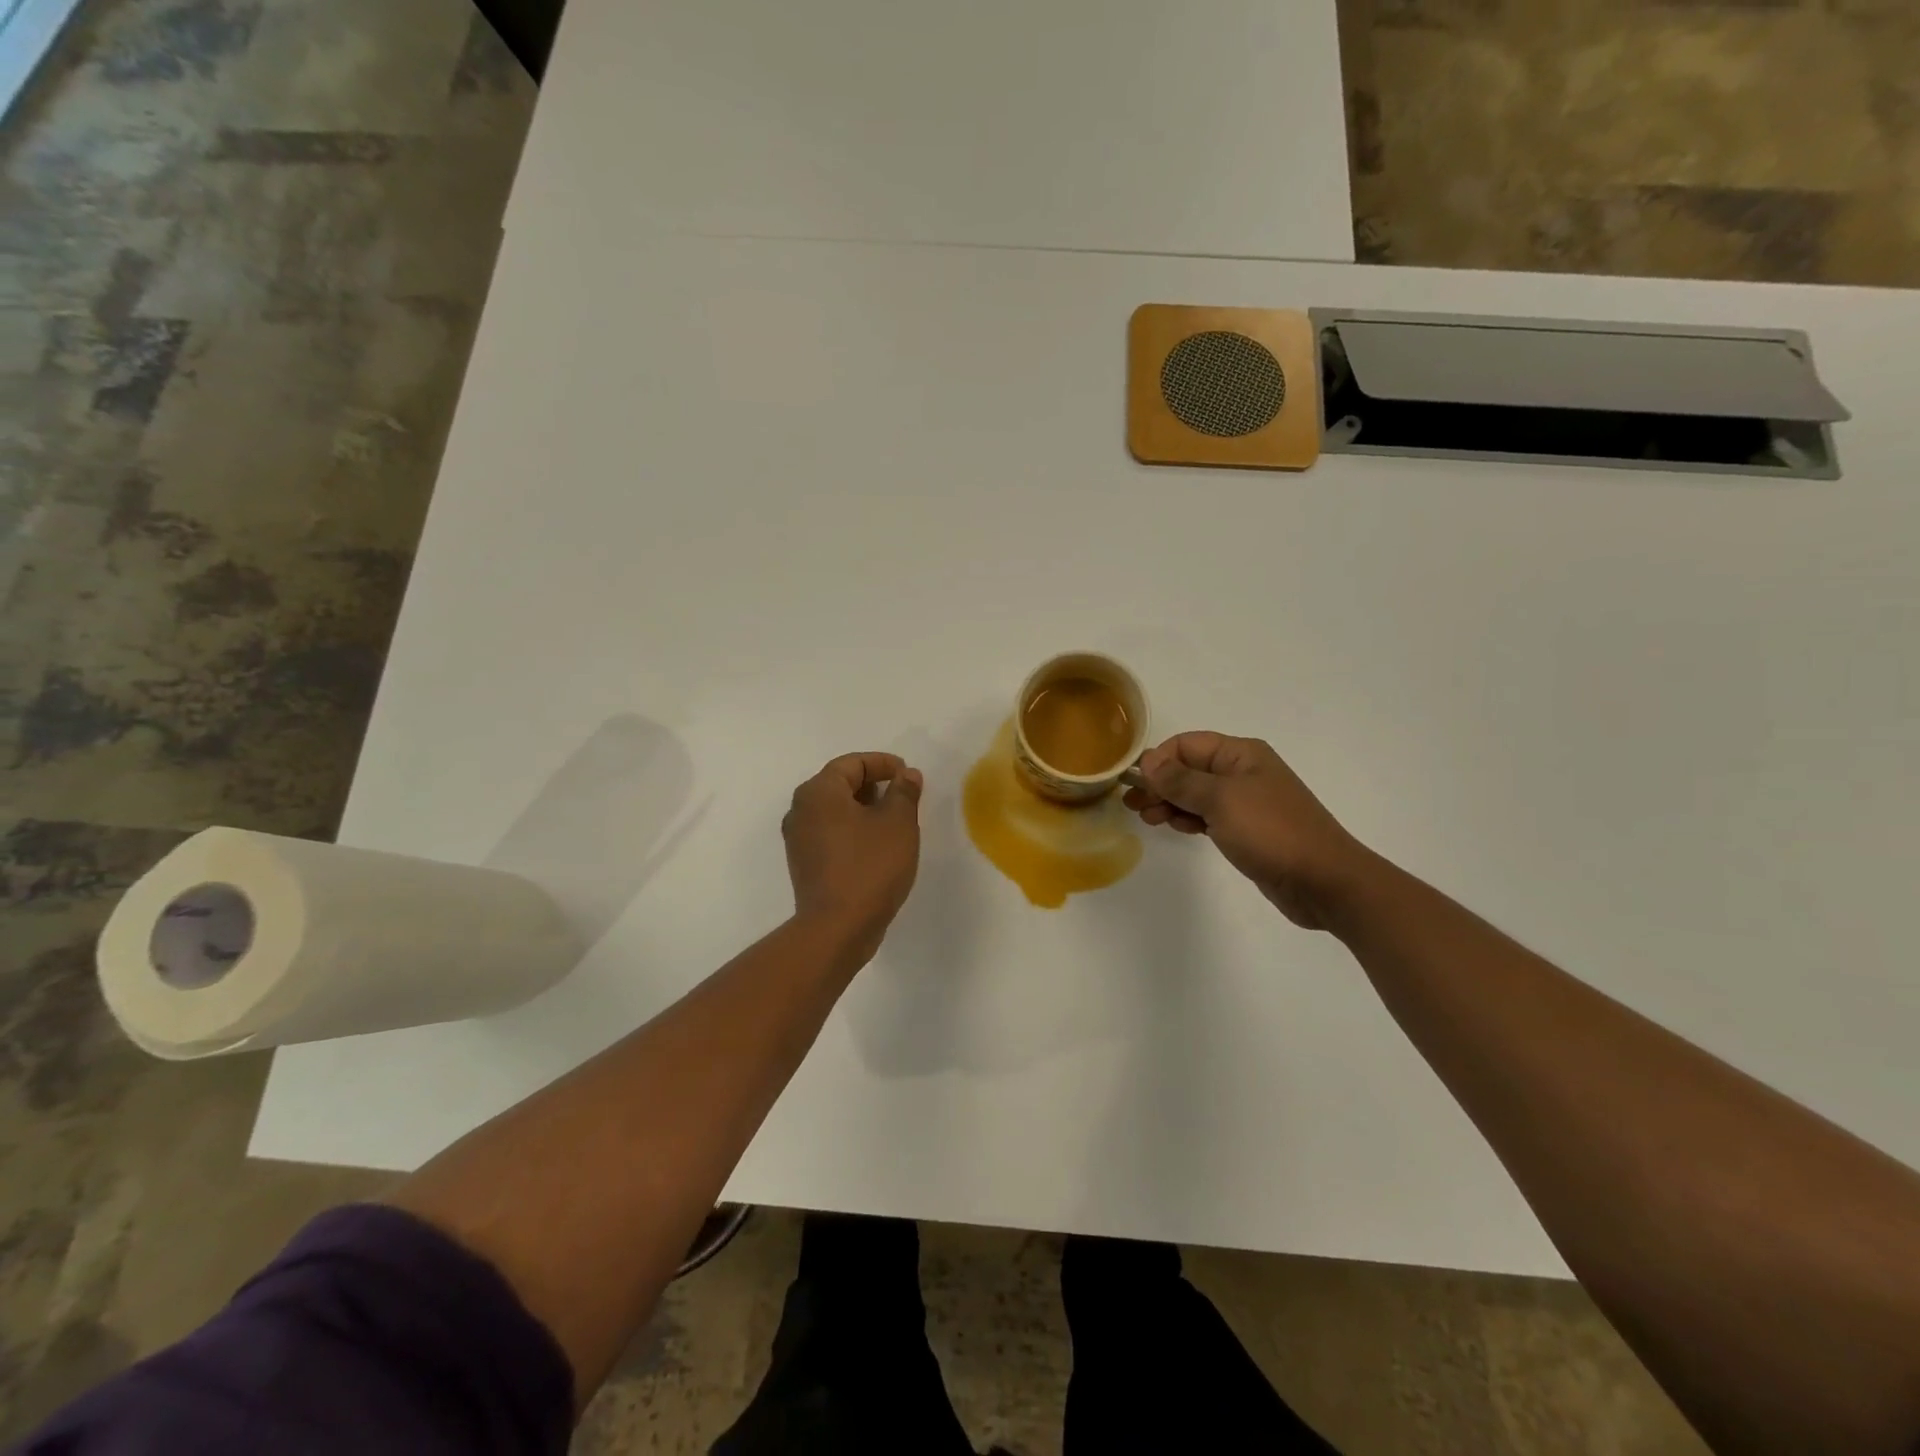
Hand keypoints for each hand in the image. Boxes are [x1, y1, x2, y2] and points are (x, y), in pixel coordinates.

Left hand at [783, 752, 923, 960]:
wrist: (837, 928)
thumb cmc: (870, 866)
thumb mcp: (898, 823)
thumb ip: (904, 792)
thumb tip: (906, 775)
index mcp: (819, 792)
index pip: (852, 763)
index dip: (883, 763)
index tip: (908, 775)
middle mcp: (800, 810)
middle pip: (840, 784)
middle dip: (874, 786)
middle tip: (904, 797)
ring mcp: (798, 839)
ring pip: (835, 811)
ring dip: (864, 809)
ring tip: (895, 822)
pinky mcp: (804, 864)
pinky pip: (831, 834)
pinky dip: (853, 831)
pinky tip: (877, 846)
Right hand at [1124, 732, 1371, 929]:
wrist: (1323, 881)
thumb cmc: (1271, 831)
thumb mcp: (1221, 800)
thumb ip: (1181, 780)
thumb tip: (1149, 761)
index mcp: (1241, 754)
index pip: (1187, 744)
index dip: (1159, 759)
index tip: (1135, 783)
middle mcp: (1243, 772)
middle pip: (1189, 768)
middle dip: (1160, 782)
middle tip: (1132, 804)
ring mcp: (1246, 802)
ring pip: (1196, 793)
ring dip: (1170, 802)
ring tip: (1147, 818)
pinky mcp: (1247, 829)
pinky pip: (1208, 815)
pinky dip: (1187, 818)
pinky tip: (1173, 827)